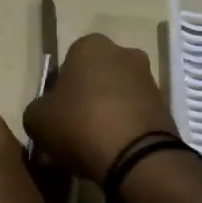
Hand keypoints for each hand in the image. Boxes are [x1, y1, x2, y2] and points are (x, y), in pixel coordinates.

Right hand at [24, 33, 175, 184]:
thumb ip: (37, 109)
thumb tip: (46, 113)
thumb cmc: (80, 125)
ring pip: (117, 94)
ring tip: (94, 145)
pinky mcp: (164, 104)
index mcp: (91, 46)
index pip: (67, 63)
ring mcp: (148, 77)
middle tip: (73, 129)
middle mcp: (123, 53)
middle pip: (95, 77)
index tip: (56, 114)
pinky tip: (114, 150)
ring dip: (107, 112)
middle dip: (86, 98)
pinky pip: (135, 113)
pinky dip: (125, 127)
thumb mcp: (37, 120)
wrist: (137, 156)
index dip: (59, 90)